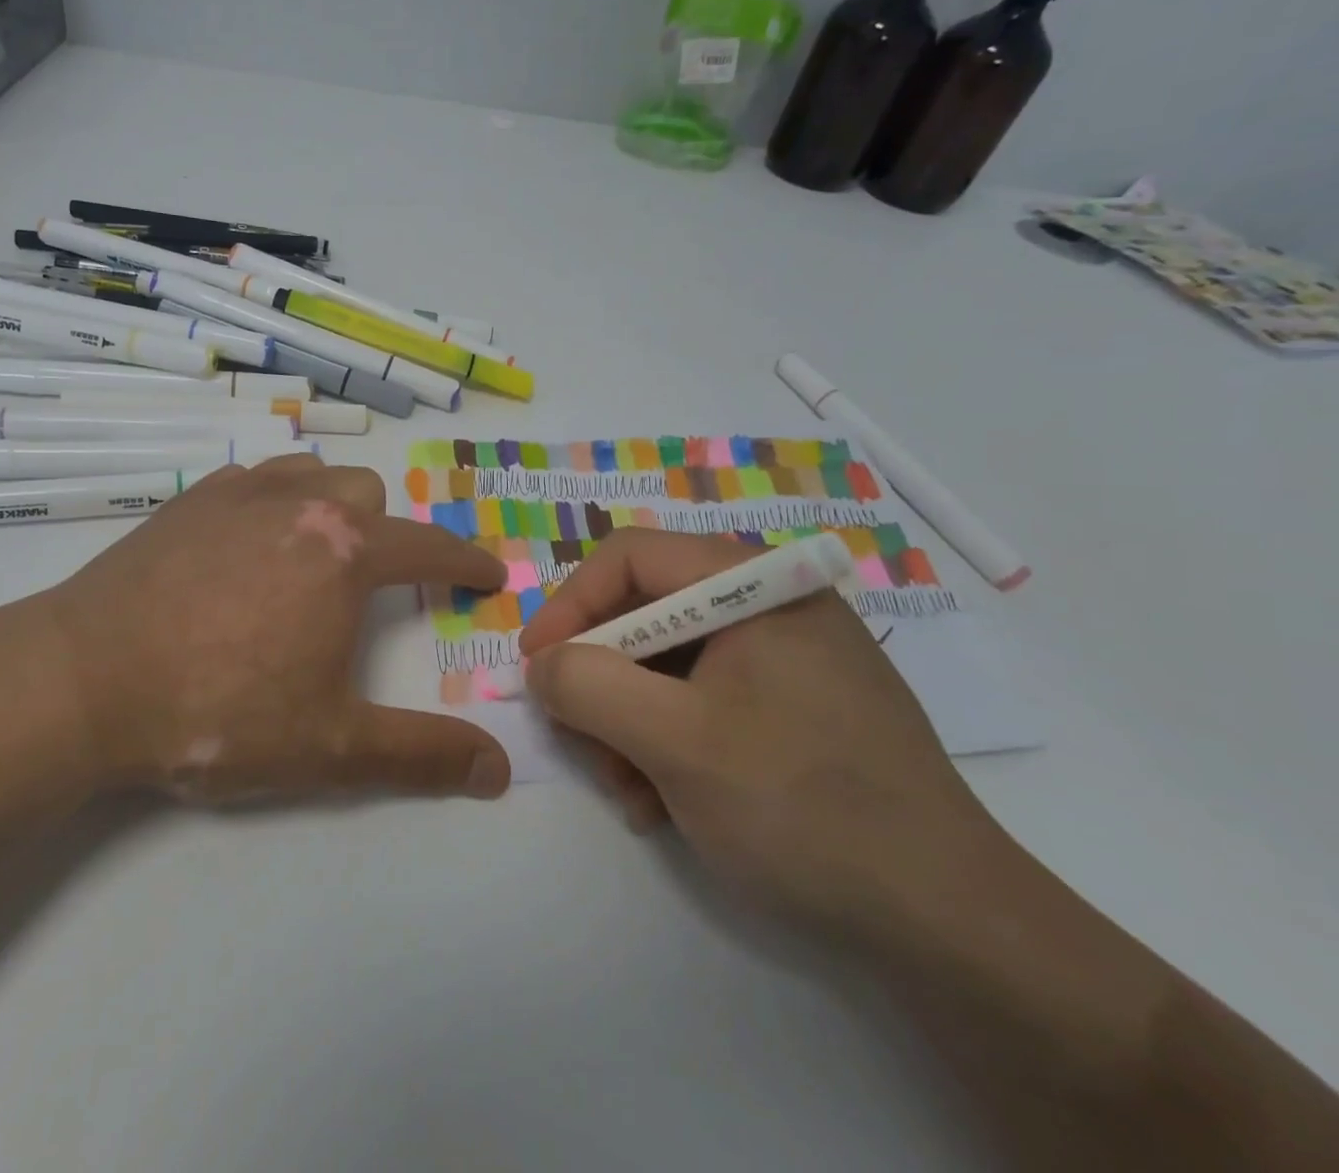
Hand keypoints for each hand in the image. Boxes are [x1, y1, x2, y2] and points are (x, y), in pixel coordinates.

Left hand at [0, 456, 512, 804]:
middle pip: (368, 495)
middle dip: (387, 533)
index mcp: (344, 553)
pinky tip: (249, 539)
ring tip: (317, 551)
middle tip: (376, 583)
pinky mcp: (189, 500)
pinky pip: (253, 479)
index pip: (428, 546)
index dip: (465, 562)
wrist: (83, 683)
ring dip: (331, 504)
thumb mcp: (329, 747)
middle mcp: (299, 504)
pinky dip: (272, 499)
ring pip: (311, 473)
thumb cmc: (217, 712)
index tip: (486, 573)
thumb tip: (498, 770)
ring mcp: (239, 494)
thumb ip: (421, 755)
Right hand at [519, 529, 1001, 940]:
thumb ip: (589, 687)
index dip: (571, 605)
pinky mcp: (794, 707)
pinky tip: (663, 800)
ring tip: (626, 790)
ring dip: (628, 722)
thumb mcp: (675, 743)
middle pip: (646, 613)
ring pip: (668, 663)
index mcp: (755, 585)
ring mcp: (787, 658)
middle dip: (601, 679)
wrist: (952, 928)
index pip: (631, 558)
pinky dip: (667, 741)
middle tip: (578, 740)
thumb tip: (543, 666)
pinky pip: (703, 700)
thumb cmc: (805, 809)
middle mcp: (771, 606)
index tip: (534, 666)